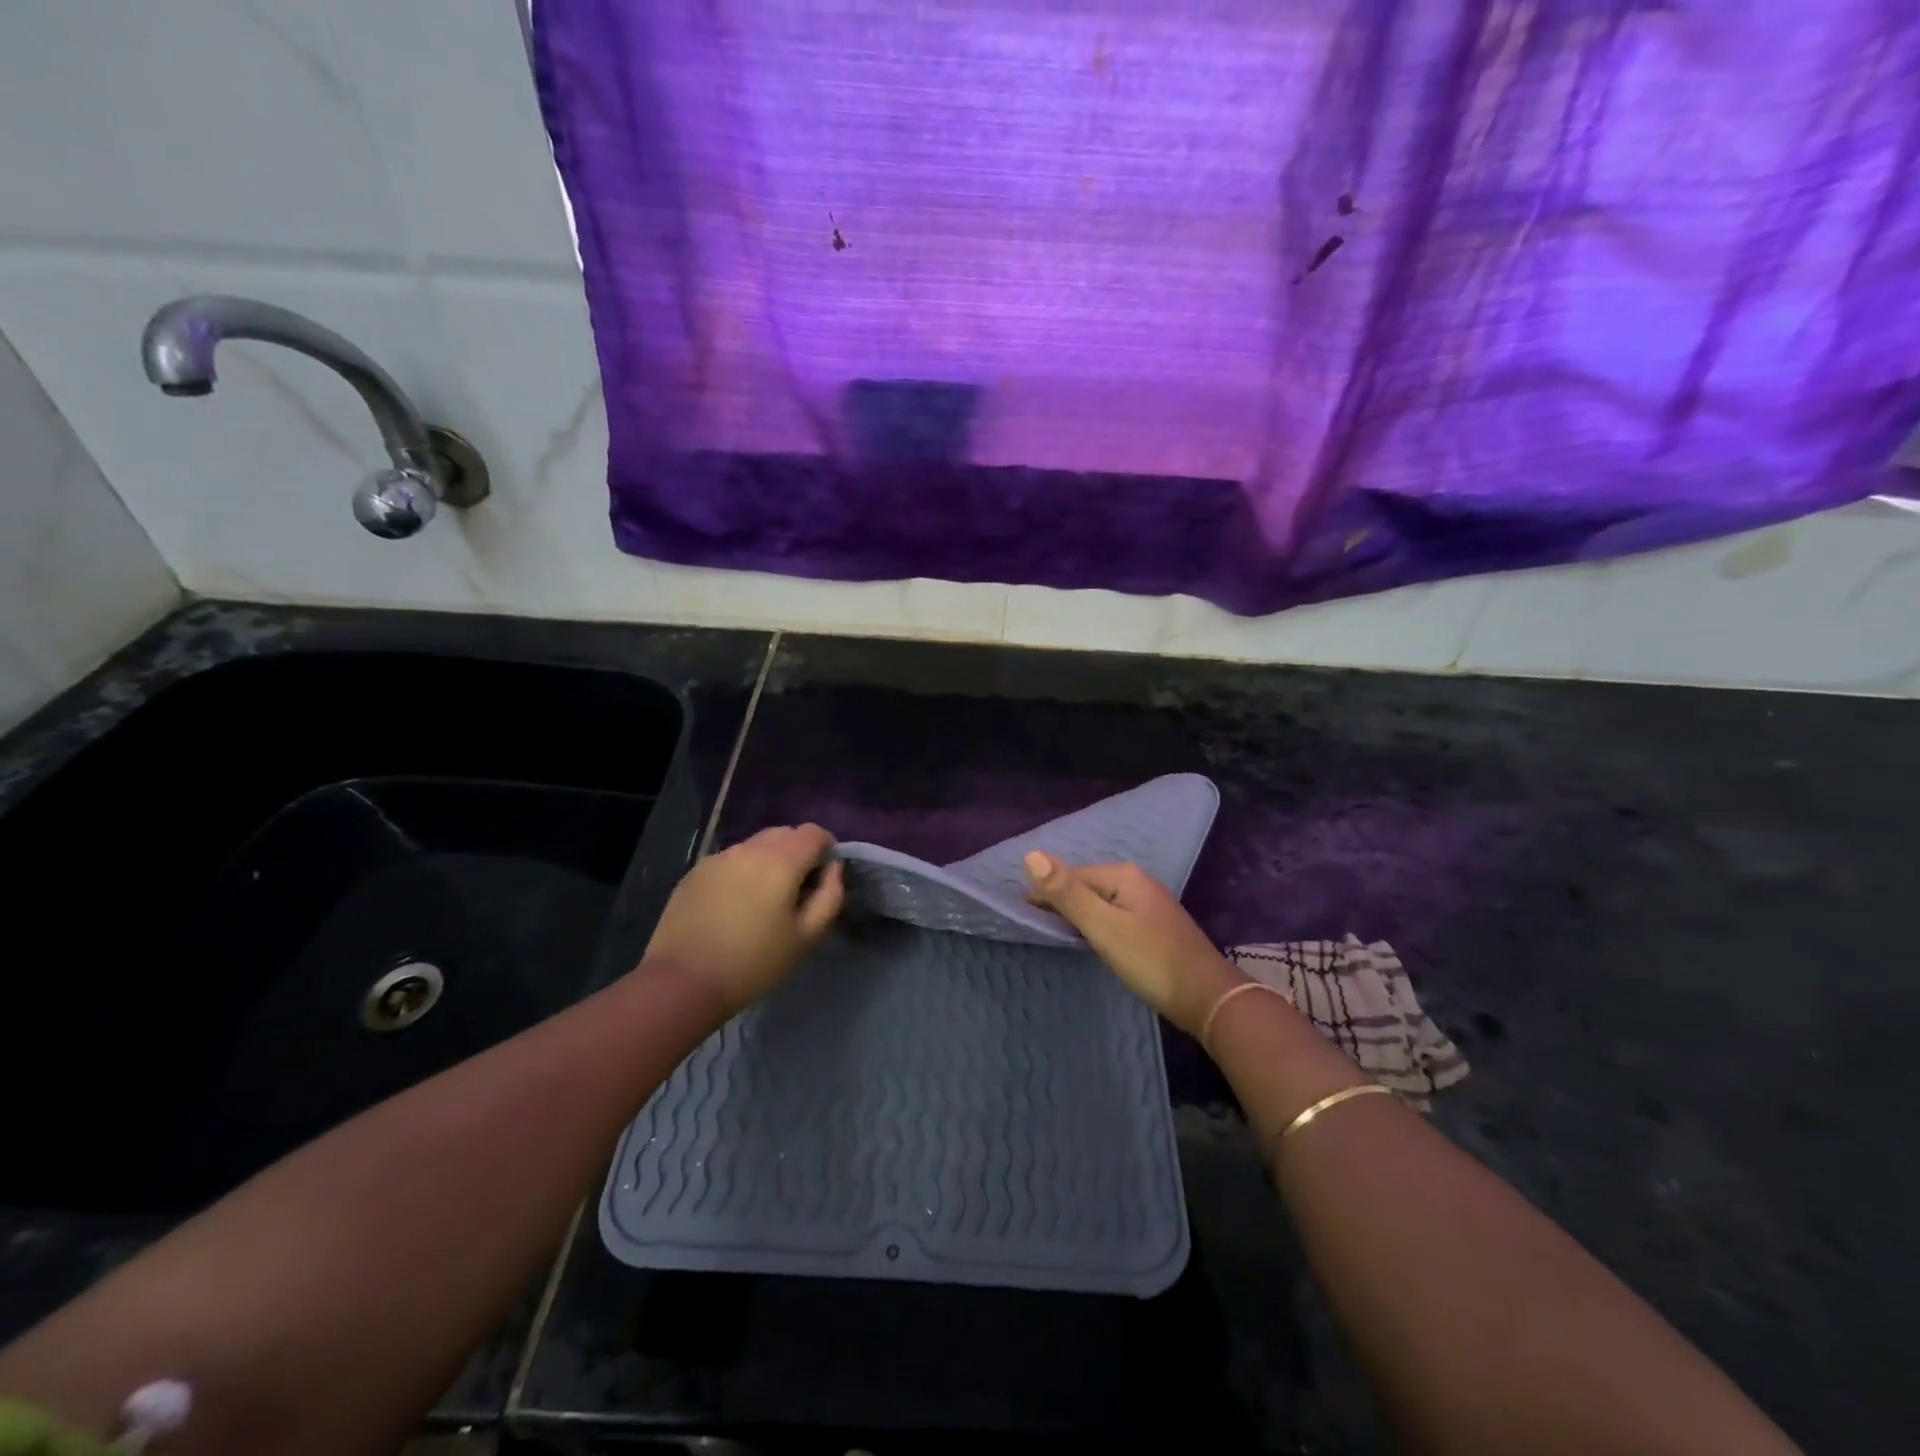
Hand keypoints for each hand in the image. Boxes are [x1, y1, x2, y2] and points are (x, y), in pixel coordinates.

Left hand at [643, 824, 844, 1014]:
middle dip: (799, 852)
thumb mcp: (807, 936)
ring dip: (770, 861)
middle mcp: (749, 848)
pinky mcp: (695, 871)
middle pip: (785, 834)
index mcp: (781, 860)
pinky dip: (743, 871)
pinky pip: (731, 860)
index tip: (825, 876)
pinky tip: (735, 905)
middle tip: (798, 889)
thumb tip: (832, 868)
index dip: (827, 848)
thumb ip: (830, 895)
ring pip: (756, 845)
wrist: (683, 982)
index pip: (814, 833)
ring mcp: (718, 857)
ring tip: (765, 898)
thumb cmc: (754, 963)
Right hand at [1024, 853, 1242, 1035]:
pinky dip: (1097, 925)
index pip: (1071, 875)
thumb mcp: (1102, 926)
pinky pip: (1115, 916)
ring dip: (1078, 914)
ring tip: (1057, 934)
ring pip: (1101, 902)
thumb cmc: (1150, 960)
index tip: (1022, 915)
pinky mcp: (1155, 926)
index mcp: (1123, 875)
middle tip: (1035, 926)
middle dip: (1061, 901)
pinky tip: (1091, 940)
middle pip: (1086, 886)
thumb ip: (1066, 893)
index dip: (1045, 893)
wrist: (1207, 997)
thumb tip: (1031, 854)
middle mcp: (1137, 881)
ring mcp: (1149, 904)